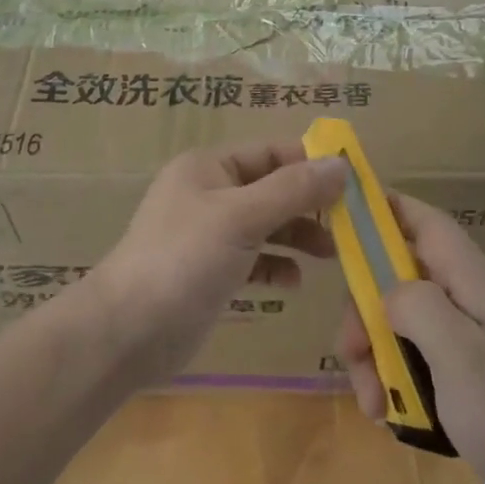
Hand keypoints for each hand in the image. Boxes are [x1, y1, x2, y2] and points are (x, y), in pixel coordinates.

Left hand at [93, 139, 344, 382]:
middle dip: (310, 205)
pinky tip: (293, 281)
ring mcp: (209, 234)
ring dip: (298, 236)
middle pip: (273, 188)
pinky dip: (276, 265)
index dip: (313, 162)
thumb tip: (341, 164)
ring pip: (267, 224)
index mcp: (210, 166)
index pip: (272, 152)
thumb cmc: (183, 259)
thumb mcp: (242, 217)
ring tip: (332, 255)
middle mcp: (210, 193)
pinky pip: (254, 258)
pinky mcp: (211, 271)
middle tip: (352, 225)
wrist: (127, 331)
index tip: (357, 181)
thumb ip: (293, 190)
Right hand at [338, 194, 484, 483]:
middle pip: (398, 277)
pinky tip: (389, 414)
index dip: (384, 210)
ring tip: (372, 403)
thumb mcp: (462, 355)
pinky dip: (393, 380)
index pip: (424, 222)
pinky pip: (412, 357)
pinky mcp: (461, 370)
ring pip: (398, 321)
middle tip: (353, 354)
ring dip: (374, 355)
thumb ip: (418, 308)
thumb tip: (386, 292)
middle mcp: (466, 298)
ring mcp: (464, 335)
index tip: (342, 223)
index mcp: (472, 280)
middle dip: (365, 311)